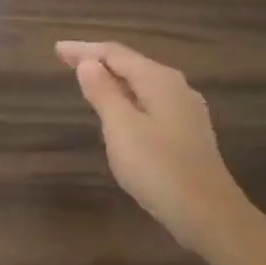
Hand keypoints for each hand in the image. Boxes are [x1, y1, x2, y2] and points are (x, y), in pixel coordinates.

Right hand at [56, 40, 242, 250]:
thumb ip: (103, 92)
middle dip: (98, 61)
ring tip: (88, 80)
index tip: (56, 49)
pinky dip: (128, 98)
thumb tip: (88, 62)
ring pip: (142, 84)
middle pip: (131, 65)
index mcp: (159, 80)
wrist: (209, 215)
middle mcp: (176, 87)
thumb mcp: (121, 128)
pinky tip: (120, 110)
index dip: (84, 50)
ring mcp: (186, 111)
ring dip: (113, 80)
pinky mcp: (188, 133)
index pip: (115, 53)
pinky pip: (150, 102)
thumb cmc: (159, 168)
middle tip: (66, 61)